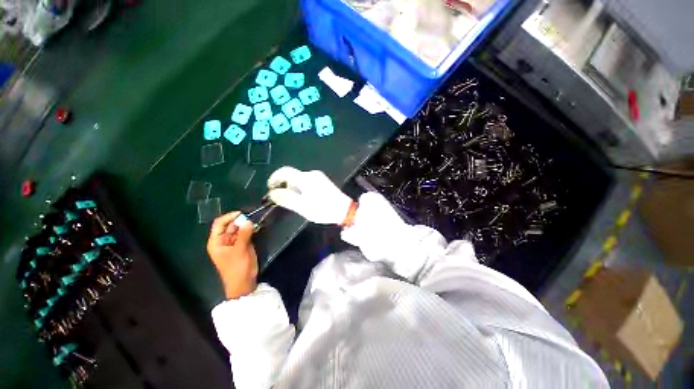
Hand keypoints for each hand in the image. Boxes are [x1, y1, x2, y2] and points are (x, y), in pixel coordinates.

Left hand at [206, 212, 257, 298]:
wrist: (244, 282)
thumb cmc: (237, 267)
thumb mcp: (240, 250)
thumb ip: (244, 235)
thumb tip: (249, 221)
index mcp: (216, 241)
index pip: (219, 224)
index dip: (229, 217)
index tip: (241, 213)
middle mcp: (223, 240)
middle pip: (230, 225)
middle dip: (240, 220)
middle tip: (252, 217)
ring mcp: (233, 242)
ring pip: (239, 229)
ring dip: (246, 225)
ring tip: (255, 221)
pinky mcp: (242, 245)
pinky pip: (245, 234)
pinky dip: (250, 230)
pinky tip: (256, 227)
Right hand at [267, 166, 352, 224]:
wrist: (345, 210)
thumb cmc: (322, 209)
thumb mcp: (302, 206)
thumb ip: (286, 198)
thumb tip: (272, 192)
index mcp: (305, 178)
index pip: (285, 171)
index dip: (274, 178)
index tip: (270, 188)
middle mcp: (312, 174)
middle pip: (292, 176)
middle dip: (285, 186)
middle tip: (283, 200)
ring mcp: (319, 177)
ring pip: (300, 180)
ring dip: (293, 188)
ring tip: (296, 202)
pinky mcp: (324, 182)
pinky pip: (308, 182)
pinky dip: (302, 189)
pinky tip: (306, 199)